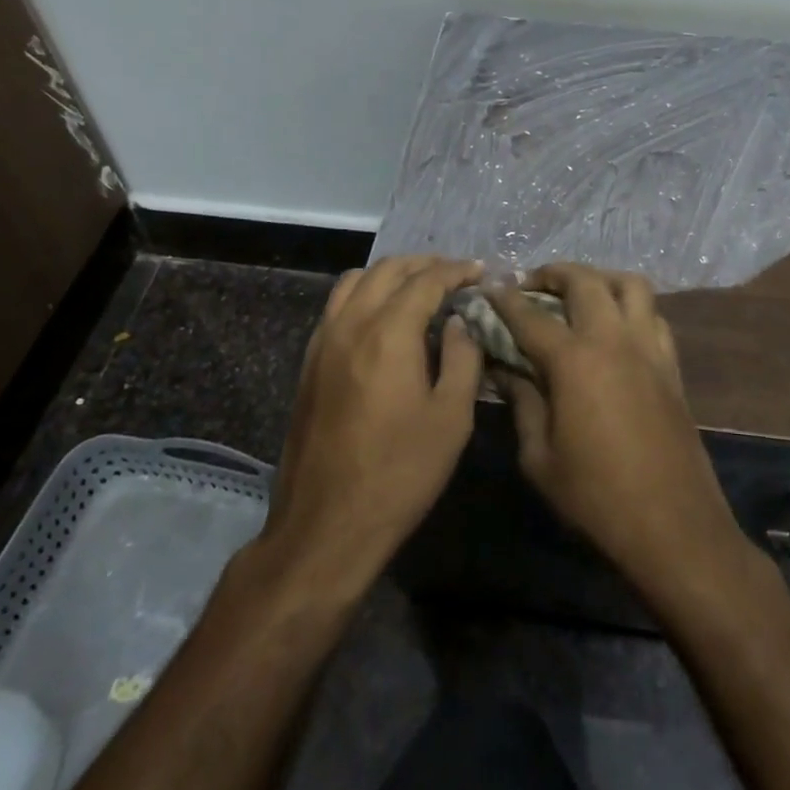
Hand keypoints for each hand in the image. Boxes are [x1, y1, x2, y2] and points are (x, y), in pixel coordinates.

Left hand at [263, 255, 484, 591]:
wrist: (326, 525)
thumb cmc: (399, 474)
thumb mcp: (450, 419)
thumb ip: (462, 359)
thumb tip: (459, 323)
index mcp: (388, 333)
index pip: (426, 281)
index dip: (456, 271)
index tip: (479, 272)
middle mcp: (351, 324)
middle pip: (387, 270)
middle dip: (424, 264)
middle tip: (454, 275)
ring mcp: (323, 341)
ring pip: (355, 281)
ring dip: (390, 274)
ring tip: (419, 288)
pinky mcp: (309, 362)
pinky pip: (337, 305)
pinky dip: (365, 293)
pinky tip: (383, 317)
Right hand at [486, 264, 749, 599]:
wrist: (673, 526)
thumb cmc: (596, 497)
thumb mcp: (539, 457)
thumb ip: (522, 403)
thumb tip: (504, 369)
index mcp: (574, 360)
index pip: (530, 315)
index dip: (505, 299)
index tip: (488, 288)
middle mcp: (613, 339)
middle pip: (584, 281)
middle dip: (553, 273)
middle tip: (532, 284)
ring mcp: (648, 348)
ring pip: (630, 284)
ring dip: (600, 278)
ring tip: (579, 293)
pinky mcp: (671, 365)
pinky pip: (653, 315)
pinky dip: (631, 307)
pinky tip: (616, 326)